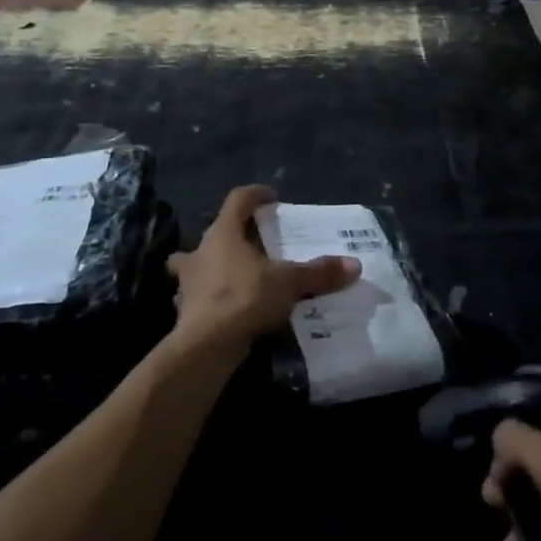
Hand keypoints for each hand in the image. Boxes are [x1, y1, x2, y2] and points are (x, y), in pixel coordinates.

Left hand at [167, 185, 359, 351]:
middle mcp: (201, 251)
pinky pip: (198, 295)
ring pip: (196, 263)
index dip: (256, 195)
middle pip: (217, 232)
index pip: (238, 199)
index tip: (272, 198)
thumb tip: (354, 265)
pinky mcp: (186, 309)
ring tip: (234, 274)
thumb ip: (319, 272)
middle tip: (257, 242)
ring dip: (212, 265)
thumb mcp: (288, 282)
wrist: (205, 346)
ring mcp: (189, 281)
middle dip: (234, 234)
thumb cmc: (244, 298)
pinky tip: (225, 308)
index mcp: (224, 233)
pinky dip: (210, 298)